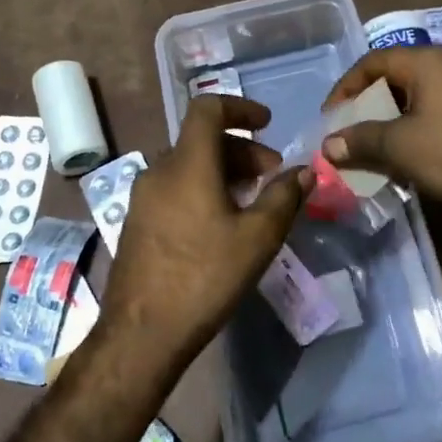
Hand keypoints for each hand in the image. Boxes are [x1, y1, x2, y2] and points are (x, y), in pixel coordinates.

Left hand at [102, 95, 311, 365]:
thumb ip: (284, 197)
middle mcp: (159, 171)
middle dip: (242, 148)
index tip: (268, 124)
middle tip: (271, 175)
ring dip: (223, 170)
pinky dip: (203, 188)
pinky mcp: (136, 222)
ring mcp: (143, 197)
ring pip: (188, 164)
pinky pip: (174, 187)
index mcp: (187, 164)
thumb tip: (304, 172)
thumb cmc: (204, 278)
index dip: (240, 107)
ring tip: (251, 200)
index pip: (208, 108)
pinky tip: (221, 223)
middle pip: (202, 138)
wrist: (141, 334)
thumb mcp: (257, 238)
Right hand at [319, 46, 441, 219]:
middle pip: (398, 77)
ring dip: (395, 120)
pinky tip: (416, 157)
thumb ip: (360, 140)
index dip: (346, 88)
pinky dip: (421, 128)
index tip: (331, 118)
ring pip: (422, 97)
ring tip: (379, 148)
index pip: (373, 62)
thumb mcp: (399, 147)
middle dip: (370, 106)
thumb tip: (328, 145)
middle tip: (353, 132)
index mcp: (428, 61)